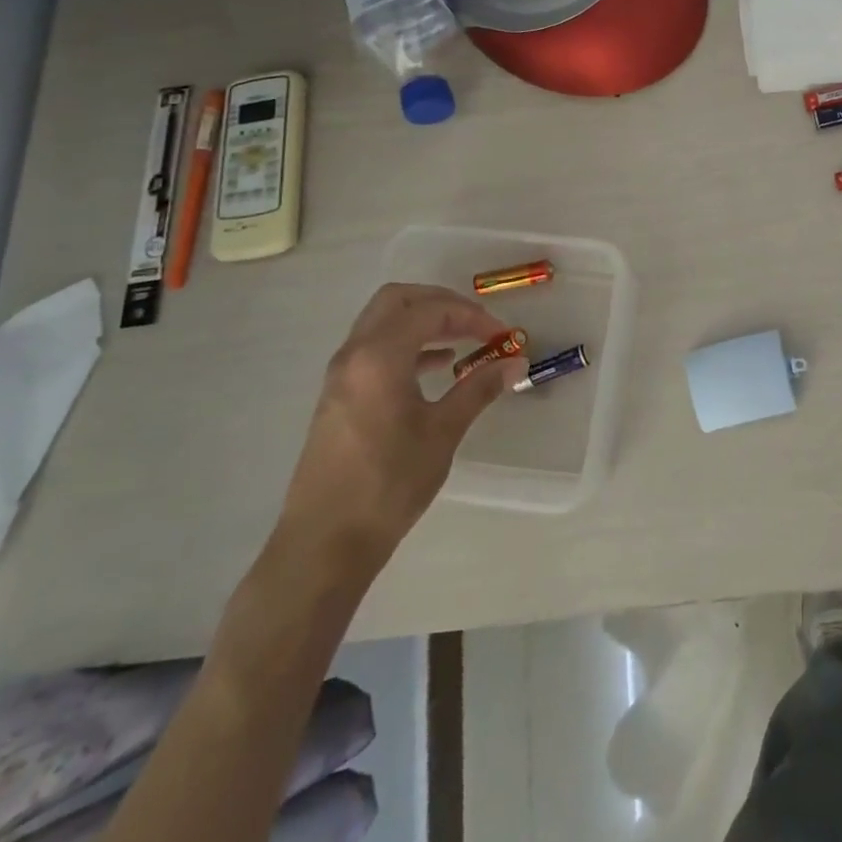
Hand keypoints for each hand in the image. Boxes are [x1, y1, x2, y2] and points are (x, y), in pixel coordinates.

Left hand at [277, 283, 514, 570]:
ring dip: (423, 322)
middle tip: (476, 324)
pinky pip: (374, 348)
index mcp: (378, 357)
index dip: (471, 316)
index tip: (501, 336)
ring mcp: (341, 375)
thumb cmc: (389, 483)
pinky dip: (407, 344)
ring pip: (383, 322)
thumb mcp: (443, 432)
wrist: (325, 541)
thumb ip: (479, 388)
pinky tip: (435, 368)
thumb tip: (516, 361)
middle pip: (398, 300)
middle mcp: (354, 354)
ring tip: (463, 343)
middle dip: (442, 303)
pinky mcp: (338, 396)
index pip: (430, 311)